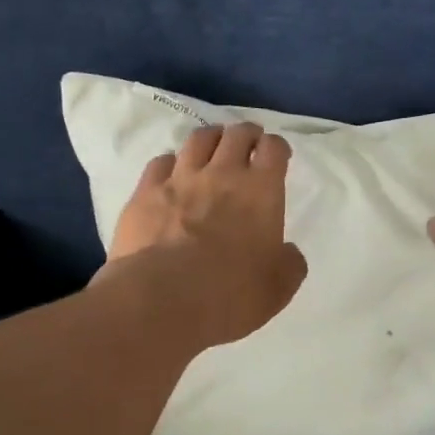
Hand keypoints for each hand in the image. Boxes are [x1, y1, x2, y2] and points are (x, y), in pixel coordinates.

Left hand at [101, 121, 307, 346]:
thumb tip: (286, 252)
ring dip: (211, 139)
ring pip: (198, 140)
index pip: (274, 149)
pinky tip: (172, 173)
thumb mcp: (279, 287)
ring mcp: (180, 179)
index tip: (277, 155)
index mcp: (261, 191)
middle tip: (248, 144)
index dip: (277, 147)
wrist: (163, 300)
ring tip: (212, 147)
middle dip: (246, 134)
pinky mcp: (145, 193)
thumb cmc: (231, 294)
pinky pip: (160, 162)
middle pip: (236, 135)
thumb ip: (289, 263)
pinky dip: (171, 163)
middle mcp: (222, 174)